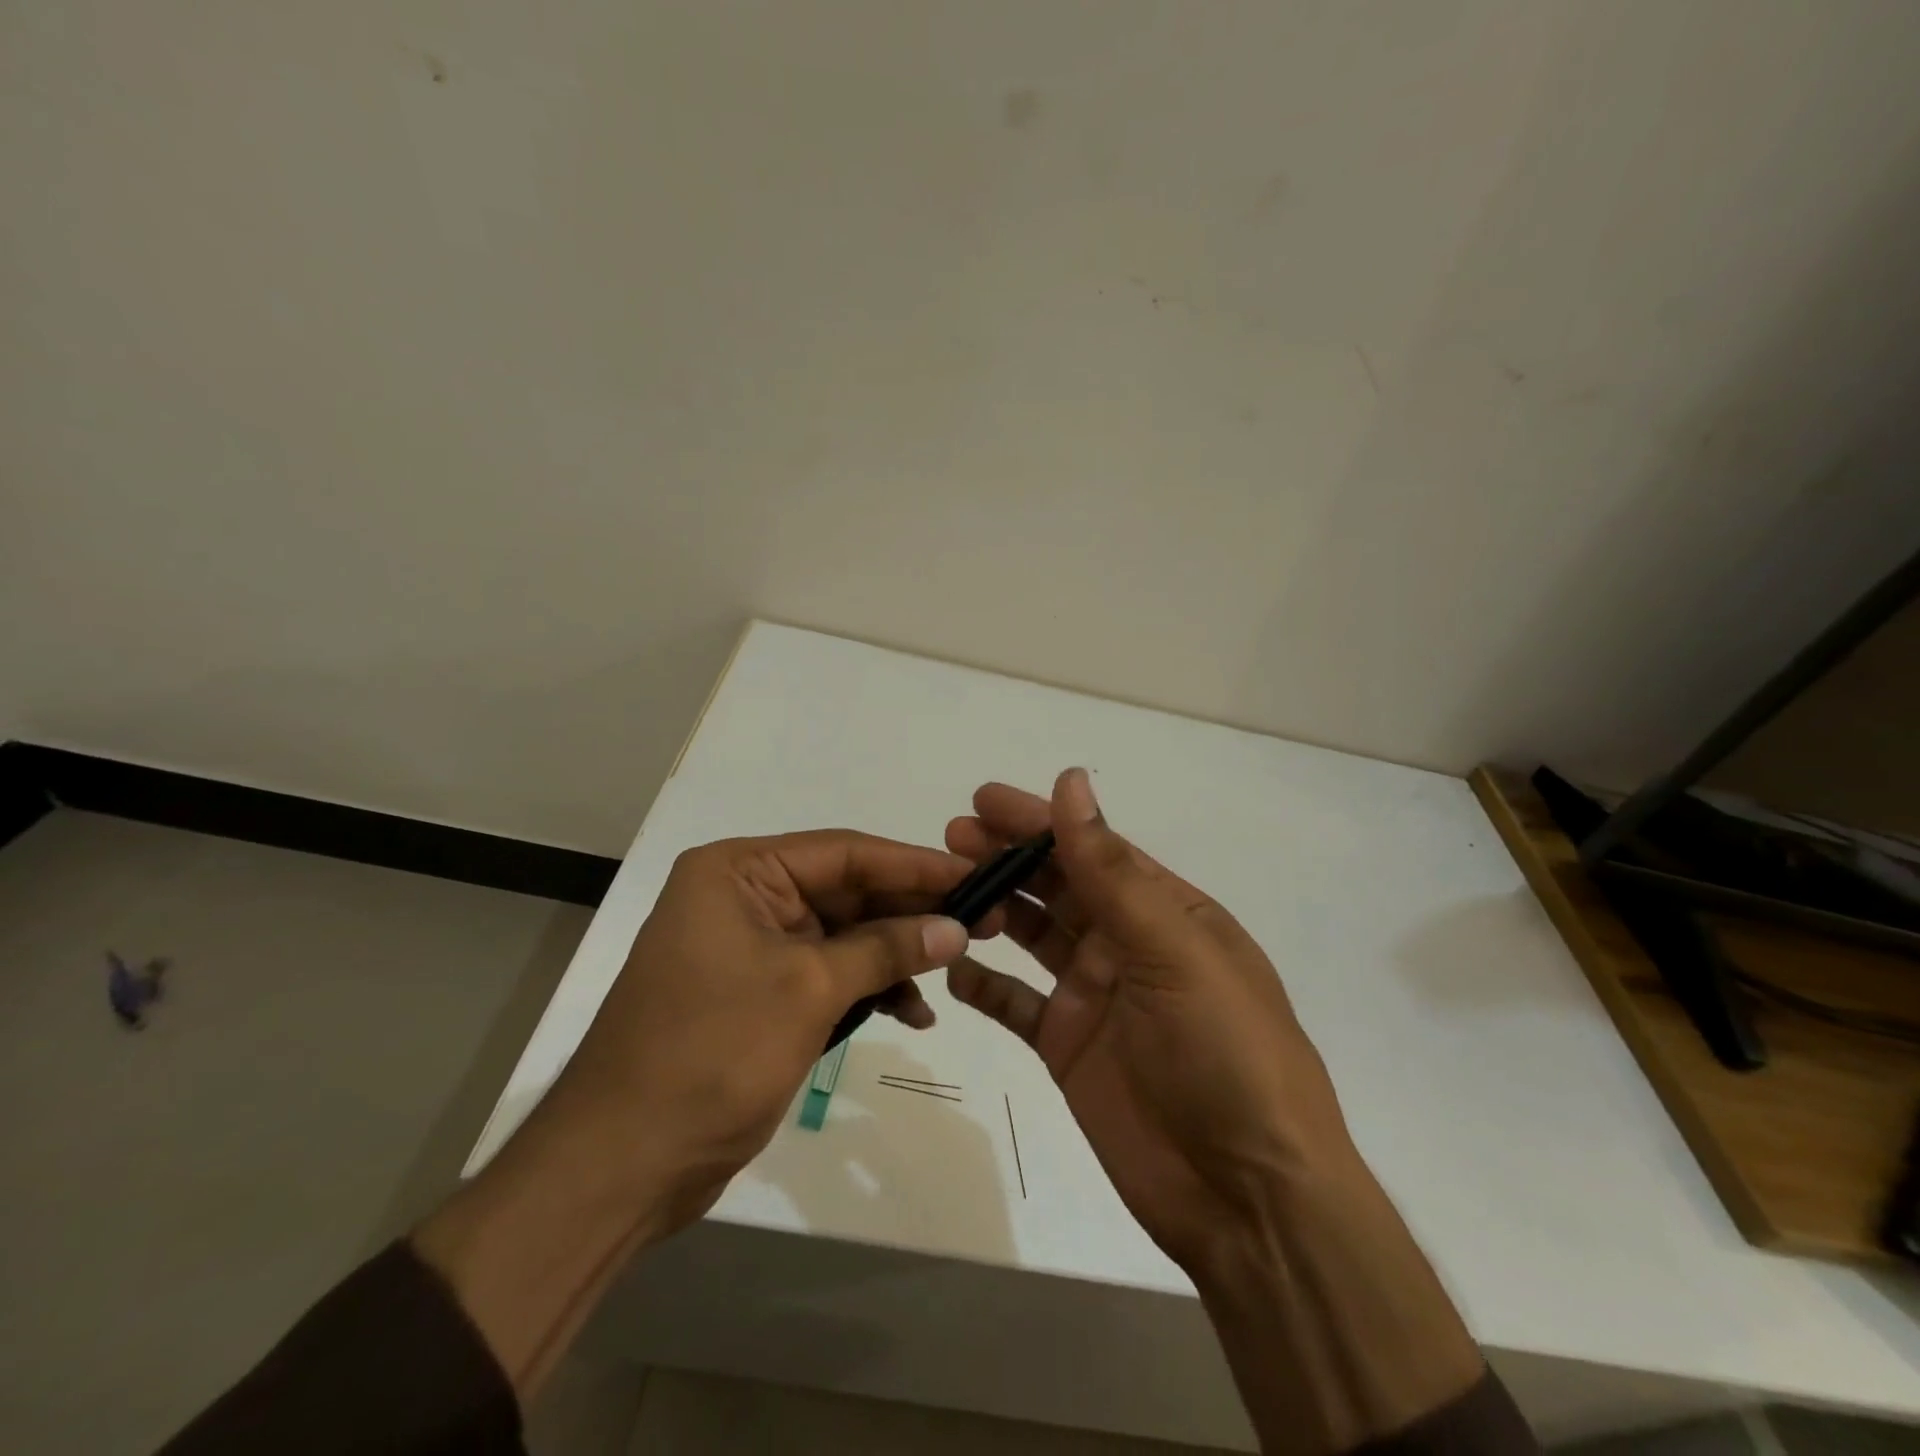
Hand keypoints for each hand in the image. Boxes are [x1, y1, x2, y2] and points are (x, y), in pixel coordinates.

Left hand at [415, 829, 981, 1393]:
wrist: (619, 1166)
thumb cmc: (710, 1055)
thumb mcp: (808, 990)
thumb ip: (886, 949)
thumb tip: (956, 927)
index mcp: (738, 872)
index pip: (845, 852)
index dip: (915, 864)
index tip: (975, 874)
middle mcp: (743, 896)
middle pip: (846, 891)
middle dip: (910, 912)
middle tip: (981, 921)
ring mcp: (750, 947)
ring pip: (842, 935)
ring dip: (894, 955)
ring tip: (952, 970)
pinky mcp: (759, 993)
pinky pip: (827, 974)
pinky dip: (867, 989)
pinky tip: (912, 1011)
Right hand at [945, 769, 1359, 1274]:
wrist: (1247, 1198)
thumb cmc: (1225, 1053)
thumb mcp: (1172, 950)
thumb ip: (1111, 870)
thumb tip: (1071, 781)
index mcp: (1165, 912)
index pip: (1093, 849)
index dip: (1039, 821)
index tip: (983, 798)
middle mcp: (1128, 945)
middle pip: (1057, 887)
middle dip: (1006, 857)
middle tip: (950, 836)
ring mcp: (1095, 996)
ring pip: (1032, 936)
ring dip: (992, 909)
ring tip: (944, 890)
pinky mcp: (1068, 1046)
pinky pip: (1016, 1003)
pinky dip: (984, 984)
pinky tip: (951, 967)